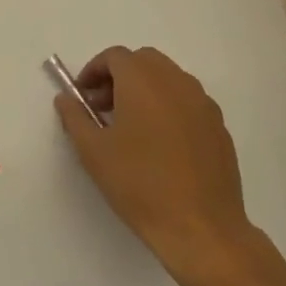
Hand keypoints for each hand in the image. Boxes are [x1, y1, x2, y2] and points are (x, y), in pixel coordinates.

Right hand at [54, 46, 261, 285]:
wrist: (201, 228)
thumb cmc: (140, 185)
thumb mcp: (93, 152)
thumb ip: (75, 117)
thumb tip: (66, 98)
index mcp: (143, 81)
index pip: (115, 56)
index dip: (94, 71)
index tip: (83, 96)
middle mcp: (176, 82)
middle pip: (144, 61)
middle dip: (120, 76)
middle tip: (104, 107)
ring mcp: (203, 104)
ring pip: (169, 79)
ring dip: (146, 89)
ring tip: (131, 126)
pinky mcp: (219, 127)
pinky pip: (188, 102)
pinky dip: (169, 107)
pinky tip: (161, 144)